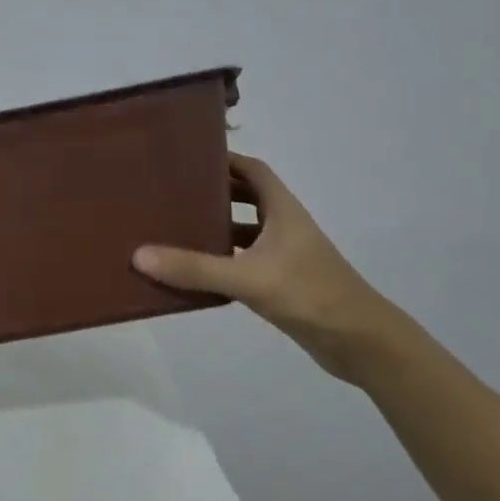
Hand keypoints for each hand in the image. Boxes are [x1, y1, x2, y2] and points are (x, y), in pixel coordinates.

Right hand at [132, 153, 396, 379]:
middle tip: (173, 193)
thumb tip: (139, 255)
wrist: (361, 342)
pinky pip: (245, 261)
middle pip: (247, 197)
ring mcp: (285, 256)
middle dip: (213, 193)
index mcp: (283, 211)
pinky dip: (223, 260)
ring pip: (246, 231)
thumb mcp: (248, 279)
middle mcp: (285, 226)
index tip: (189, 158)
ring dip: (217, 228)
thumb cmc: (310, 295)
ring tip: (175, 228)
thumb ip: (195, 268)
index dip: (225, 160)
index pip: (253, 170)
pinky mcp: (283, 282)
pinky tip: (196, 271)